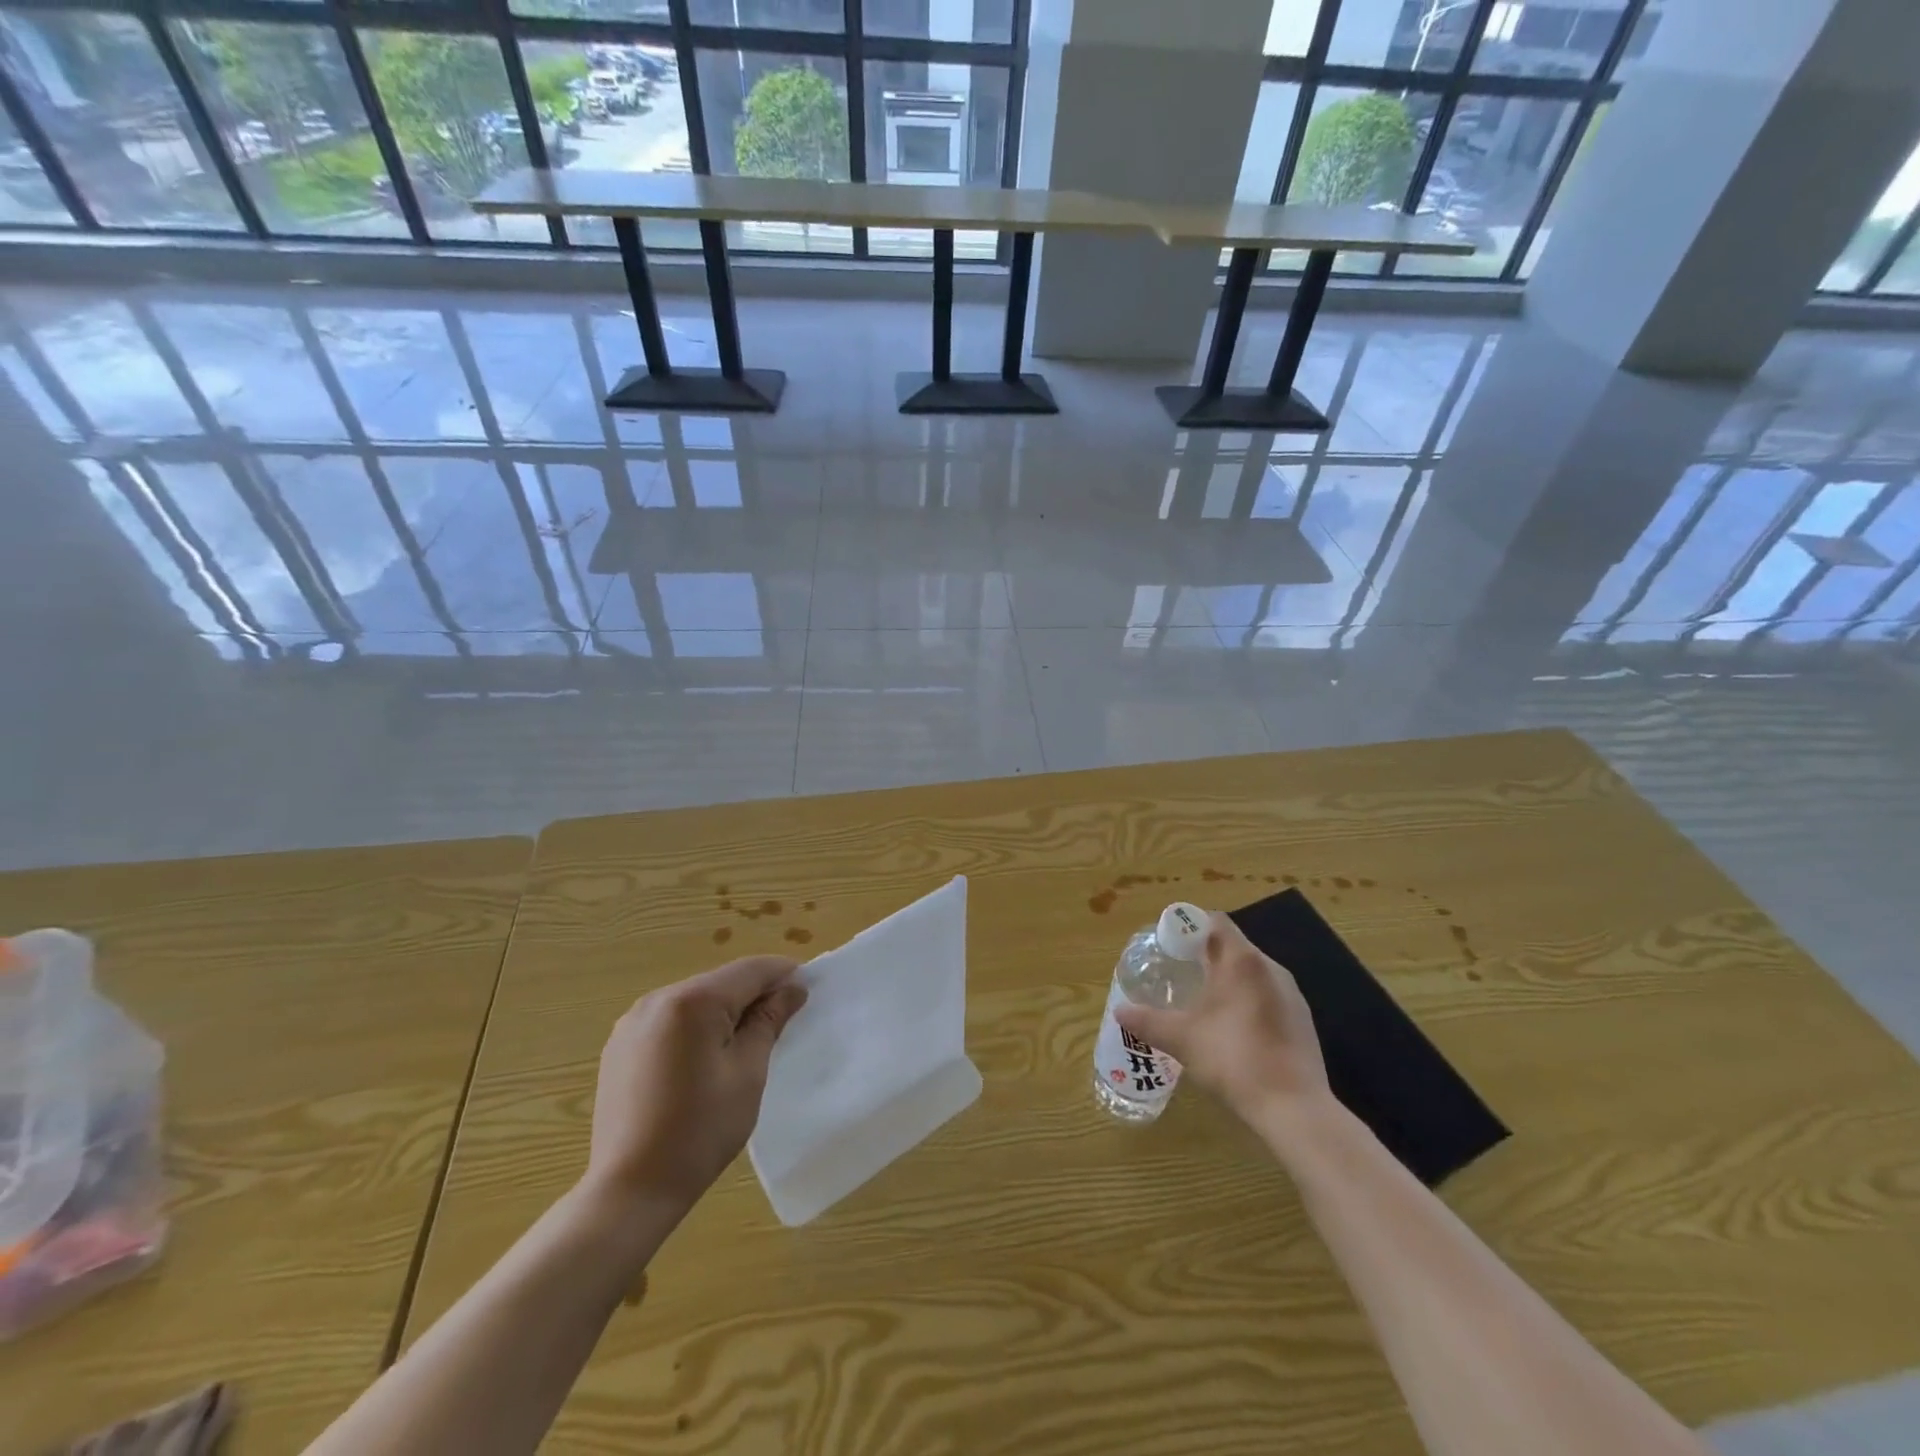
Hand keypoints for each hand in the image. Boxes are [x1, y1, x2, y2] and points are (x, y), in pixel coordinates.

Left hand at [585, 956, 807, 1216]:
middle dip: (754, 994)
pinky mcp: (620, 1045)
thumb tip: (792, 989)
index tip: (809, 988)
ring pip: (695, 1000)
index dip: (784, 974)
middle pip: (721, 982)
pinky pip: (670, 1020)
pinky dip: (695, 1027)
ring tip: (746, 1042)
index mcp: (692, 1001)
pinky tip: (705, 1059)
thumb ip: (769, 1022)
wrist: (629, 1190)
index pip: (750, 970)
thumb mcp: (748, 1073)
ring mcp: (633, 1021)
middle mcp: (658, 999)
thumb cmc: (699, 1131)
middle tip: (783, 1020)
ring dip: (724, 1010)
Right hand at [1115, 912, 1329, 1126]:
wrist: (1294, 1109)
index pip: (1215, 921)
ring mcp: (1291, 995)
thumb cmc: (1234, 1059)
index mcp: (1242, 961)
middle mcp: (1271, 968)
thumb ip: (1148, 1021)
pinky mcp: (1302, 1021)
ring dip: (1227, 979)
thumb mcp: (1181, 1039)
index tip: (1169, 943)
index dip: (1189, 926)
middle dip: (1204, 955)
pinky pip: (1267, 996)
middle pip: (1233, 946)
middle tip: (1177, 972)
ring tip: (1201, 1001)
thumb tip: (1120, 1012)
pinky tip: (1231, 1030)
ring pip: (1252, 973)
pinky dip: (1246, 1001)